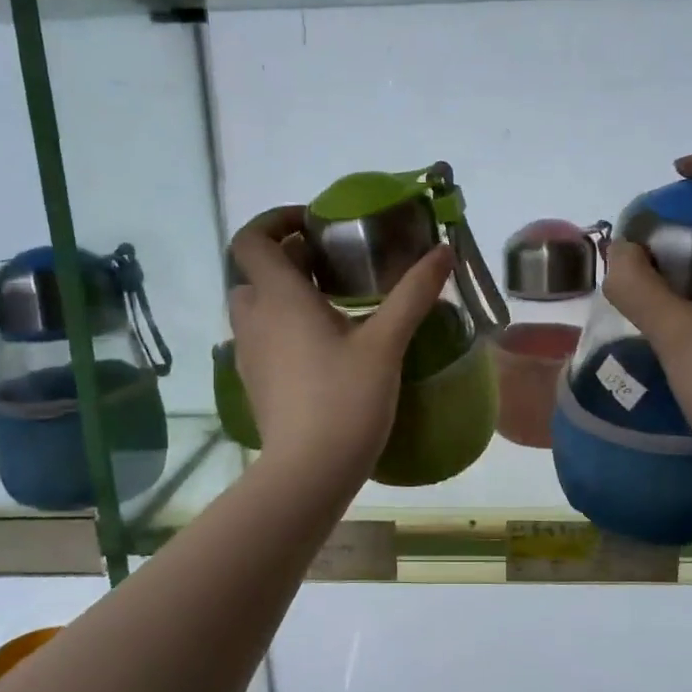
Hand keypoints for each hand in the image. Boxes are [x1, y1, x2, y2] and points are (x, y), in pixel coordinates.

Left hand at [227, 207, 453, 483]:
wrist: (309, 471)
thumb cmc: (345, 399)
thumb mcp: (386, 343)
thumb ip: (414, 293)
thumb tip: (443, 251)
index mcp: (279, 298)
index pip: (251, 239)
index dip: (275, 220)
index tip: (313, 225)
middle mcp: (254, 319)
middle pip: (254, 271)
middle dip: (287, 260)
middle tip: (332, 266)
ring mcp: (249, 354)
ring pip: (256, 307)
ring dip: (284, 294)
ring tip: (331, 305)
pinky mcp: (254, 382)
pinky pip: (262, 338)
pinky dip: (283, 327)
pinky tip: (323, 348)